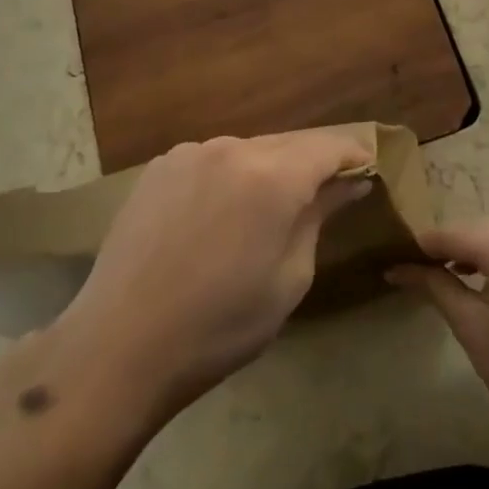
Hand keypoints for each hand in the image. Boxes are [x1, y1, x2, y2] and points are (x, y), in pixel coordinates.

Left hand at [36, 131, 373, 418]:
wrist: (120, 345)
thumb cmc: (220, 325)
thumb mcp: (289, 278)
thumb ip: (319, 217)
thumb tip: (349, 183)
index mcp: (271, 177)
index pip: (328, 147)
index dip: (353, 156)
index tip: (368, 172)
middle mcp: (231, 149)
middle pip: (288, 144)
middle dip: (313, 163)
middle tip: (328, 194)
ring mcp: (188, 154)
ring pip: (248, 150)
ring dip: (269, 170)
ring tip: (270, 209)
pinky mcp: (158, 168)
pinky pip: (212, 160)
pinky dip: (231, 176)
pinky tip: (222, 213)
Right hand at [387, 220, 488, 442]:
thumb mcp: (471, 326)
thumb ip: (434, 286)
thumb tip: (397, 268)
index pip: (451, 233)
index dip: (420, 246)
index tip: (392, 258)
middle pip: (474, 228)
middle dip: (444, 246)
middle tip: (412, 270)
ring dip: (468, 250)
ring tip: (441, 275)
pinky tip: (478, 277)